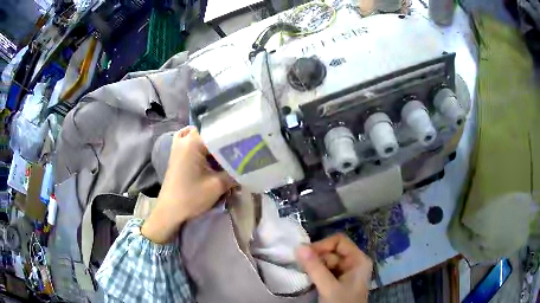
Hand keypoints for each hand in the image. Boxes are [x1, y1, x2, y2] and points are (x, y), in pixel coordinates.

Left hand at [142, 126, 234, 242]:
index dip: (233, 139)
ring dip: (211, 145)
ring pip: (199, 137)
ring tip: (223, 155)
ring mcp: (177, 146)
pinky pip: (188, 142)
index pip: (218, 133)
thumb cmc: (192, 197)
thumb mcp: (217, 186)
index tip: (245, 147)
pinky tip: (207, 156)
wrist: (170, 210)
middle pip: (209, 134)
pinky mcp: (176, 155)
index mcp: (193, 143)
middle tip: (237, 152)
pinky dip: (198, 145)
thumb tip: (247, 167)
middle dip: (223, 143)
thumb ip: (234, 173)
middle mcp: (184, 140)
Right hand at [296, 233, 372, 302]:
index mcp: (358, 260)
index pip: (339, 241)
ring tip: (305, 275)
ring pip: (326, 262)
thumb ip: (315, 268)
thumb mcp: (329, 287)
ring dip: (314, 267)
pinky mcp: (338, 282)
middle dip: (316, 258)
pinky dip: (316, 274)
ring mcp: (346, 273)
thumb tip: (298, 247)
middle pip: (332, 252)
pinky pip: (325, 271)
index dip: (322, 245)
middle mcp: (353, 263)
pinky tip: (310, 280)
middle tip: (302, 268)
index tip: (305, 255)